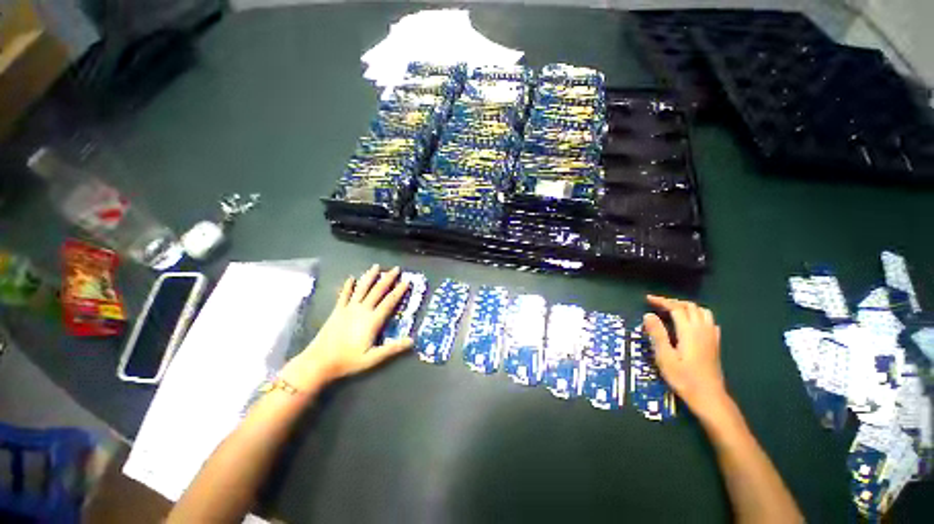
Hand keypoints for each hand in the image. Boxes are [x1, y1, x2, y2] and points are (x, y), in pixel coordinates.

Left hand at [281, 265, 412, 390]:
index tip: (407, 281)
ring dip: (370, 277)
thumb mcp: (373, 358)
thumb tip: (412, 340)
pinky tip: (351, 278)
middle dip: (388, 279)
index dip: (399, 291)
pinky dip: (348, 286)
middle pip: (377, 291)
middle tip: (396, 268)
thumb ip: (392, 348)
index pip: (390, 301)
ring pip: (362, 288)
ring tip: (376, 266)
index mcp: (372, 320)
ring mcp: (348, 309)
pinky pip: (344, 295)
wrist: (319, 362)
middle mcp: (362, 310)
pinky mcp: (337, 311)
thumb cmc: (348, 361)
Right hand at [643, 295, 729, 419]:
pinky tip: (691, 323)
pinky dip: (697, 315)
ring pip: (701, 311)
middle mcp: (702, 329)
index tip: (647, 299)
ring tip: (672, 310)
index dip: (662, 301)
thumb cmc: (684, 378)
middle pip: (690, 307)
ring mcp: (711, 336)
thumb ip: (657, 334)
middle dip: (673, 302)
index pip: (676, 308)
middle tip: (657, 304)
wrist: (709, 397)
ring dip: (686, 307)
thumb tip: (648, 315)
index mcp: (689, 331)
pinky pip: (709, 321)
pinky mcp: (715, 343)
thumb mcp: (665, 357)